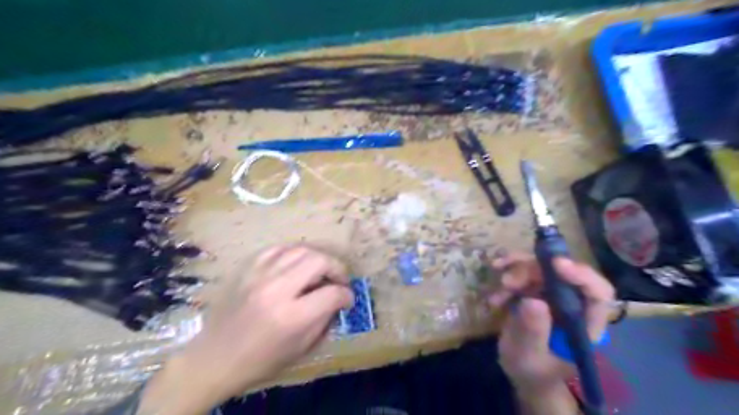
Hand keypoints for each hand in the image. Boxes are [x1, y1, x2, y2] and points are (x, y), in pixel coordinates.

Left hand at [142, 245, 356, 412]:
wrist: (215, 358)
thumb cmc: (260, 360)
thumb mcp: (300, 349)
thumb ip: (324, 320)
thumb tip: (338, 300)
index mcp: (292, 317)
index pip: (332, 293)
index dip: (347, 295)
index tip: (348, 299)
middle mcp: (277, 290)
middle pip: (319, 261)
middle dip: (337, 269)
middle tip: (339, 280)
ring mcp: (260, 276)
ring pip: (300, 249)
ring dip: (317, 258)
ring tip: (320, 271)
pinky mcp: (247, 269)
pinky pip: (277, 249)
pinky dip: (293, 253)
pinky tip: (296, 263)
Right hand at [490, 253, 611, 391]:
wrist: (522, 372)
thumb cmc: (532, 371)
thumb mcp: (529, 356)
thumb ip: (532, 332)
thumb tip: (533, 301)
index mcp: (585, 324)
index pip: (597, 293)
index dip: (581, 274)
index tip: (555, 264)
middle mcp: (573, 305)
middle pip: (561, 274)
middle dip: (532, 271)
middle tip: (506, 282)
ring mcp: (554, 296)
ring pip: (540, 269)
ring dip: (516, 271)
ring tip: (499, 287)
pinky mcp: (536, 291)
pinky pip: (523, 274)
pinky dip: (507, 277)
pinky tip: (495, 295)